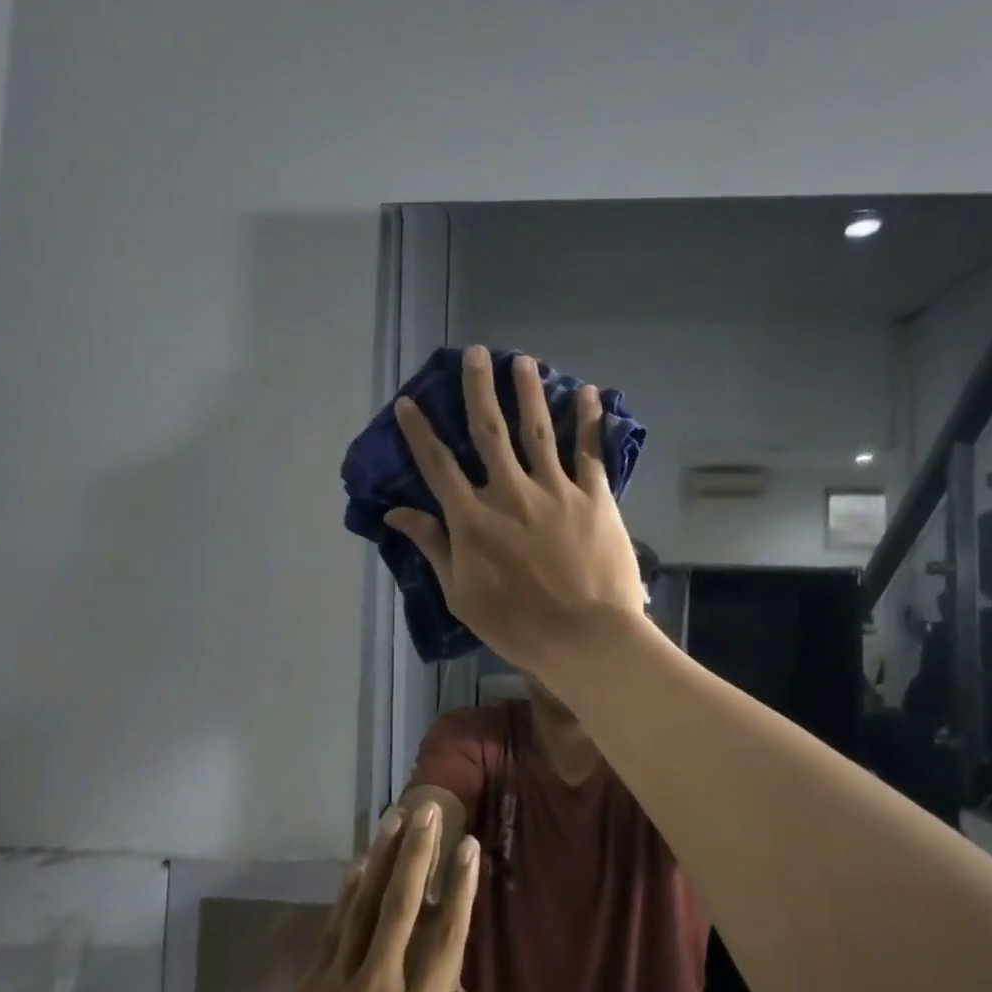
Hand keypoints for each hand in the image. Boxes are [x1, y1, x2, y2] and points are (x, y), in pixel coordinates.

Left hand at [231, 806, 506, 991]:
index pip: (446, 937)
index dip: (459, 888)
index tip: (468, 848)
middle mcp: (380, 986)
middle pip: (403, 904)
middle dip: (418, 851)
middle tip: (428, 809)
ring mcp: (338, 982)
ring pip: (365, 906)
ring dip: (382, 858)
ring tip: (395, 818)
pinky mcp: (307, 989)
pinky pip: (332, 929)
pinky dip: (347, 894)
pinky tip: (356, 868)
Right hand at [386, 345, 644, 679]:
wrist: (585, 638)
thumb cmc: (517, 624)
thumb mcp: (461, 594)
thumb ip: (433, 548)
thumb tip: (398, 513)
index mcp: (474, 519)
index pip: (439, 466)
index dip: (421, 432)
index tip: (409, 402)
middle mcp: (511, 493)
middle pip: (490, 432)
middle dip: (478, 391)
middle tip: (475, 354)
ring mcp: (555, 491)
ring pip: (538, 431)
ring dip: (529, 392)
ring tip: (522, 360)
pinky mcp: (594, 498)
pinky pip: (590, 452)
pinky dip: (589, 421)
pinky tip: (588, 393)